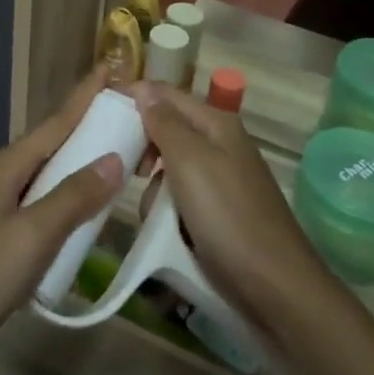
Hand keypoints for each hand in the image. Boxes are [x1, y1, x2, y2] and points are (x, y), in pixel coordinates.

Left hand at [0, 70, 125, 370]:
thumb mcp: (33, 237)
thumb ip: (73, 197)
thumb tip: (113, 158)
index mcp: (6, 167)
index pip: (56, 122)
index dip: (85, 97)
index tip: (109, 68)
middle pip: (49, 144)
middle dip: (84, 130)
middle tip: (124, 122)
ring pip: (40, 173)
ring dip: (72, 164)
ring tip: (107, 163)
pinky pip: (31, 198)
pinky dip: (58, 194)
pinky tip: (71, 213)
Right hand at [132, 83, 335, 333]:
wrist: (276, 287)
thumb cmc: (228, 217)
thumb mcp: (190, 162)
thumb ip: (164, 122)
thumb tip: (143, 87)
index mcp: (216, 123)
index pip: (164, 94)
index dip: (132, 98)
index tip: (97, 115)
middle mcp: (219, 143)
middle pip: (166, 130)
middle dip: (144, 151)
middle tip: (130, 173)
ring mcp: (221, 179)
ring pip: (169, 169)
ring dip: (156, 190)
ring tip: (156, 215)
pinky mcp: (219, 212)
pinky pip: (180, 199)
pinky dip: (169, 212)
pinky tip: (168, 232)